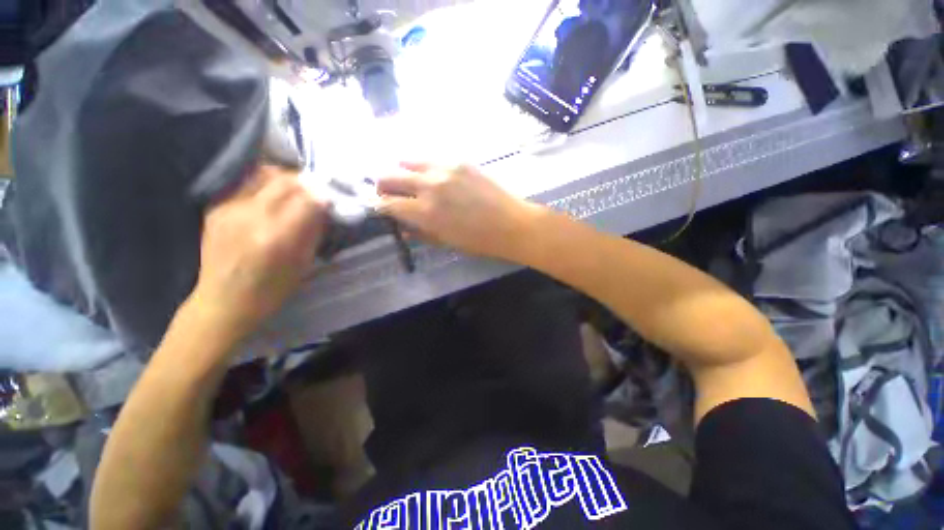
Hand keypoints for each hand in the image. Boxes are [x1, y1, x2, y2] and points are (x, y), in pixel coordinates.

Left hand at [191, 165, 328, 337]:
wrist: (223, 301)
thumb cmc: (272, 289)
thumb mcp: (304, 263)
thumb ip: (313, 231)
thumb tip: (323, 207)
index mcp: (276, 236)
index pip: (307, 199)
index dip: (324, 196)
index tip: (332, 199)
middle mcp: (250, 216)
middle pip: (285, 181)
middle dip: (307, 184)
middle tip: (316, 193)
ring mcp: (228, 208)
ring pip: (264, 174)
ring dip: (286, 180)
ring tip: (295, 191)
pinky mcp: (215, 207)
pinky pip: (247, 184)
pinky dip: (266, 187)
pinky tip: (271, 200)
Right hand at [377, 162, 542, 259]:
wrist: (512, 224)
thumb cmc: (479, 241)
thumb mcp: (446, 242)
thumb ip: (420, 233)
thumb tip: (402, 227)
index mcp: (425, 212)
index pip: (386, 203)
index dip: (379, 206)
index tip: (380, 208)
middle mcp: (429, 185)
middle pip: (388, 176)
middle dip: (382, 186)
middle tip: (390, 194)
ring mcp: (444, 168)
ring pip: (406, 160)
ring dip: (401, 172)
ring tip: (410, 182)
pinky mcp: (459, 160)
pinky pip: (431, 158)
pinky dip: (424, 167)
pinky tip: (432, 176)